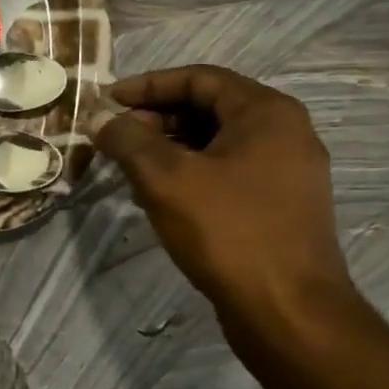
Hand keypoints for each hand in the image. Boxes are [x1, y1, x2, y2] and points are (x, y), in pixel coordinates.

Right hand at [90, 67, 354, 324]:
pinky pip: (228, 170)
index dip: (147, 86)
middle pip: (209, 107)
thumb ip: (128, 140)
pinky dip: (191, 171)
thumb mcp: (166, 178)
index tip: (107, 102)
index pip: (199, 78)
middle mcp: (285, 132)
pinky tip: (160, 195)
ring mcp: (288, 171)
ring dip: (169, 146)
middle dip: (156, 117)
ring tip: (130, 167)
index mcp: (267, 112)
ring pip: (217, 141)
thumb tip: (100, 119)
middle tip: (115, 137)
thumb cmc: (228, 231)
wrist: (288, 310)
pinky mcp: (281, 204)